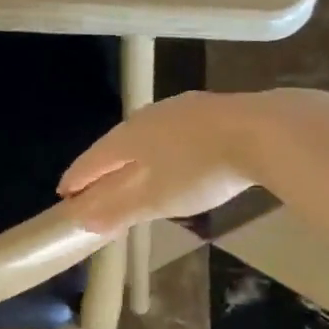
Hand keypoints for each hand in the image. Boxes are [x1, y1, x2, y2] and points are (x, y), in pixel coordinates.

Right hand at [58, 92, 257, 232]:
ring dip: (133, 157)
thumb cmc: (199, 170)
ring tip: (131, 172)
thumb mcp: (155, 198)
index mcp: (128, 137)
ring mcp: (180, 109)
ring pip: (145, 135)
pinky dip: (161, 149)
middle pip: (116, 144)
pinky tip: (172, 156)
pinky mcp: (209, 110)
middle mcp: (147, 116)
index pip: (92, 160)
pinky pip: (171, 132)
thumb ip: (117, 209)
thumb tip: (83, 220)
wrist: (264, 132)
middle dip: (103, 167)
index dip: (77, 179)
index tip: (64, 194)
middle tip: (94, 186)